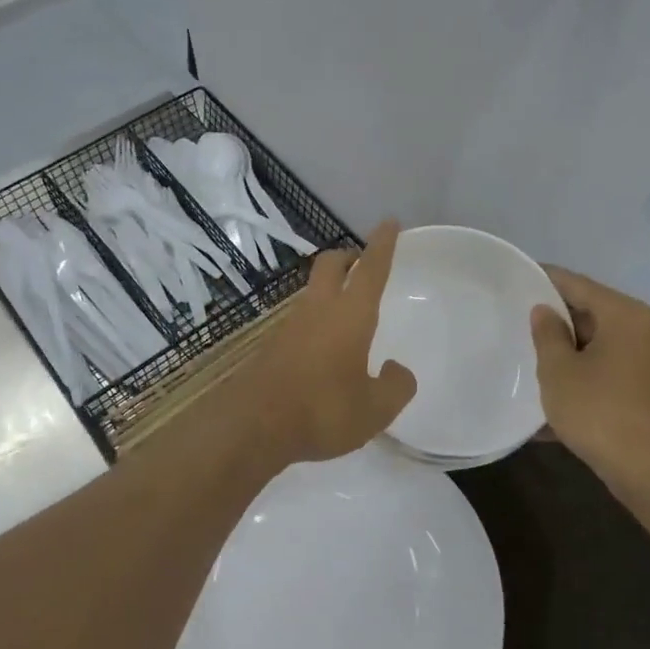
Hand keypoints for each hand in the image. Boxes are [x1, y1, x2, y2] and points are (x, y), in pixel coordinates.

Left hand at [238, 222, 416, 465]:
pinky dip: (314, 319)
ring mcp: (289, 325)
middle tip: (361, 261)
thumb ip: (396, 386)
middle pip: (331, 265)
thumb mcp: (375, 409)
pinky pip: (298, 319)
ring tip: (345, 309)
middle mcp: (318, 309)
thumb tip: (396, 370)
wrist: (253, 425)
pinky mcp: (271, 345)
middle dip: (348, 256)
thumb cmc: (323, 410)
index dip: (382, 244)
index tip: (389, 222)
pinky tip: (321, 347)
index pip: (371, 269)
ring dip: (328, 288)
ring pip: (312, 290)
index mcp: (350, 315)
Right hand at [530, 267, 649, 497]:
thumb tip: (545, 312)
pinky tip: (565, 400)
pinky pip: (618, 374)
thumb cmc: (599, 412)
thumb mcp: (558, 372)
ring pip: (606, 347)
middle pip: (596, 315)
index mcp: (627, 315)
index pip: (578, 285)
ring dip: (575, 354)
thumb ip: (547, 335)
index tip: (520, 277)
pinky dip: (593, 378)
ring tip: (540, 365)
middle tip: (524, 327)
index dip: (546, 280)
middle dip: (561, 323)